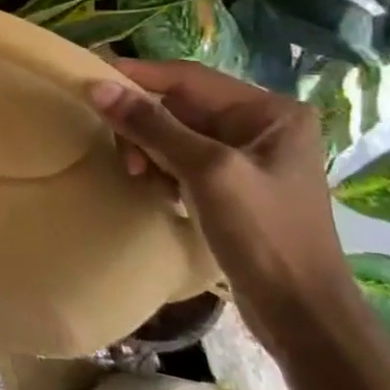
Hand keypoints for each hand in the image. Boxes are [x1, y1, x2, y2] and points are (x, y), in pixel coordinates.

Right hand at [89, 59, 351, 338]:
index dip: (137, 76)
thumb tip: (98, 86)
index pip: (187, 77)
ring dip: (149, 150)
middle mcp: (261, 125)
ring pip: (175, 133)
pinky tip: (158, 192)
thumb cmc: (263, 234)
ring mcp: (247, 156)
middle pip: (178, 105)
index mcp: (269, 111)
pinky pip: (182, 159)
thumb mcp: (205, 172)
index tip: (88, 79)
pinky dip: (161, 169)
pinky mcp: (233, 184)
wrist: (300, 313)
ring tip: (140, 178)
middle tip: (124, 156)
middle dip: (143, 125)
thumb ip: (152, 126)